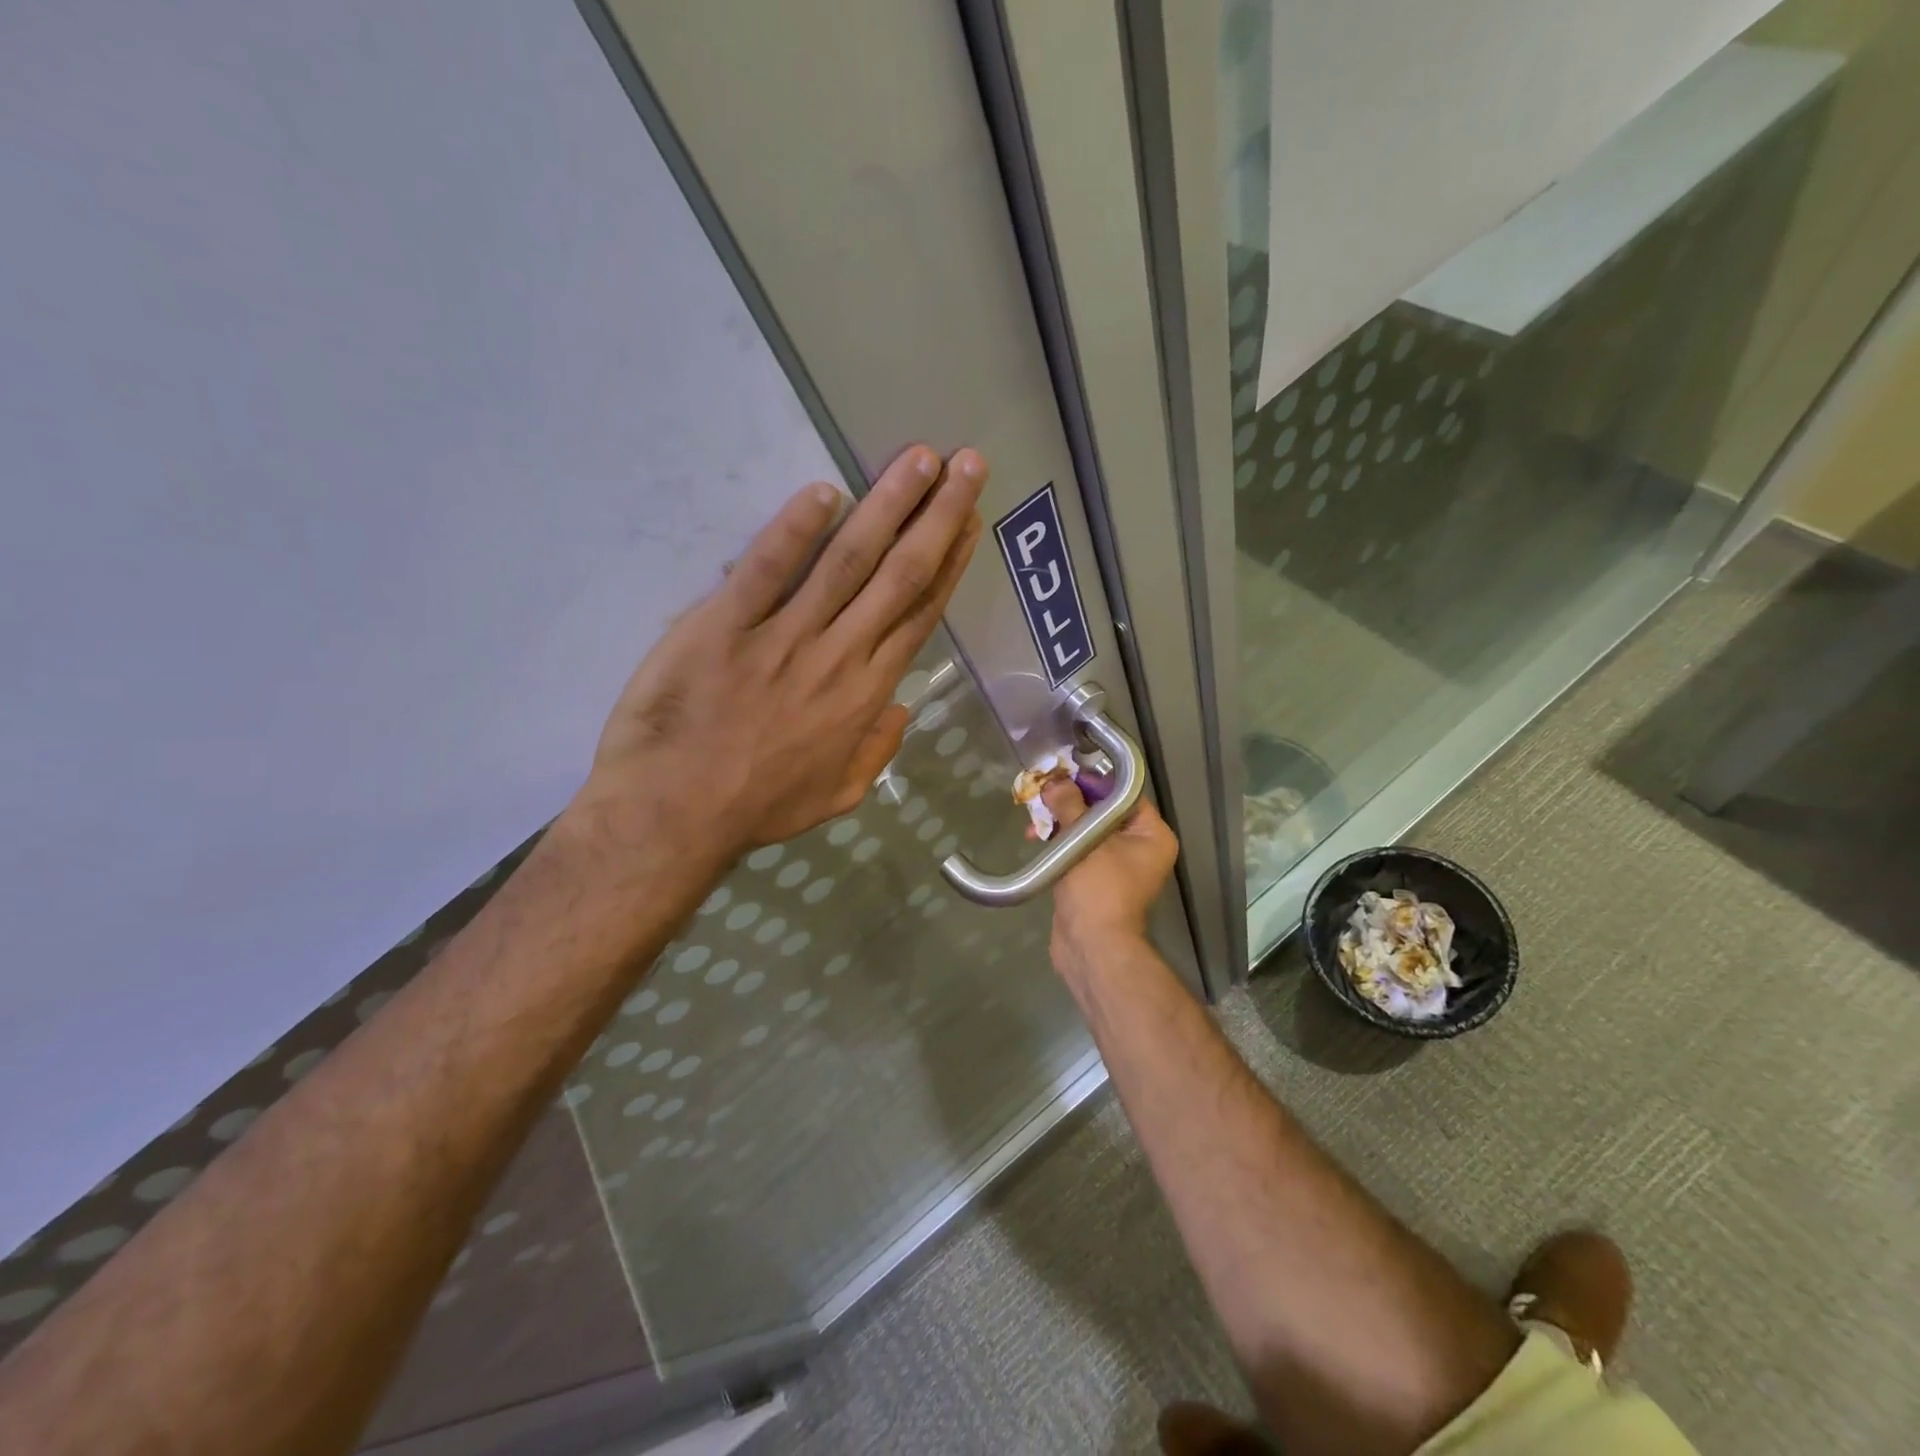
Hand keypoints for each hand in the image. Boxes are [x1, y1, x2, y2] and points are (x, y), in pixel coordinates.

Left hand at [570, 445, 986, 862]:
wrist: (674, 816)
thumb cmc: (757, 807)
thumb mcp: (837, 795)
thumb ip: (877, 751)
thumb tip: (901, 709)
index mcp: (865, 695)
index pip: (918, 616)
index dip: (949, 564)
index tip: (969, 521)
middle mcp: (837, 657)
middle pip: (899, 576)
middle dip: (938, 516)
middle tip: (966, 463)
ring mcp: (782, 639)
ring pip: (847, 562)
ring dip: (887, 507)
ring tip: (919, 459)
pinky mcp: (723, 626)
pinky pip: (766, 570)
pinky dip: (794, 529)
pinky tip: (824, 491)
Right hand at [1041, 779, 1179, 967]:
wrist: (1091, 946)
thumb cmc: (1098, 889)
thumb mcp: (1084, 840)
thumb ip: (1070, 806)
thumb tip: (1055, 782)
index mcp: (1152, 835)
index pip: (1124, 795)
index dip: (1094, 781)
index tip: (1064, 774)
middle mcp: (1140, 848)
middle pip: (1103, 811)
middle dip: (1070, 802)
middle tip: (1043, 794)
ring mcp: (1117, 866)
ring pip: (1087, 830)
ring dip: (1060, 822)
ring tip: (1033, 820)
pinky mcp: (1094, 880)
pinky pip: (1078, 850)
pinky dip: (1059, 842)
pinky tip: (1036, 838)